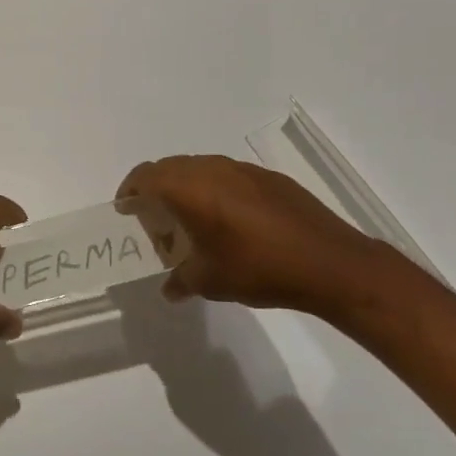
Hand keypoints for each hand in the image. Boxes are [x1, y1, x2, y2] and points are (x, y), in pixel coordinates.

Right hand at [118, 154, 416, 322]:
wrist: (330, 264)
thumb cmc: (259, 269)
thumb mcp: (210, 281)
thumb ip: (182, 280)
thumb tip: (170, 289)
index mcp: (191, 189)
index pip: (146, 176)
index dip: (130, 189)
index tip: (125, 207)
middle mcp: (213, 170)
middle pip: (170, 167)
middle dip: (155, 187)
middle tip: (153, 216)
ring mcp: (244, 171)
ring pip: (200, 168)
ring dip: (186, 186)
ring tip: (189, 218)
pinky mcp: (269, 178)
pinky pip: (228, 176)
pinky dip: (215, 190)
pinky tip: (228, 219)